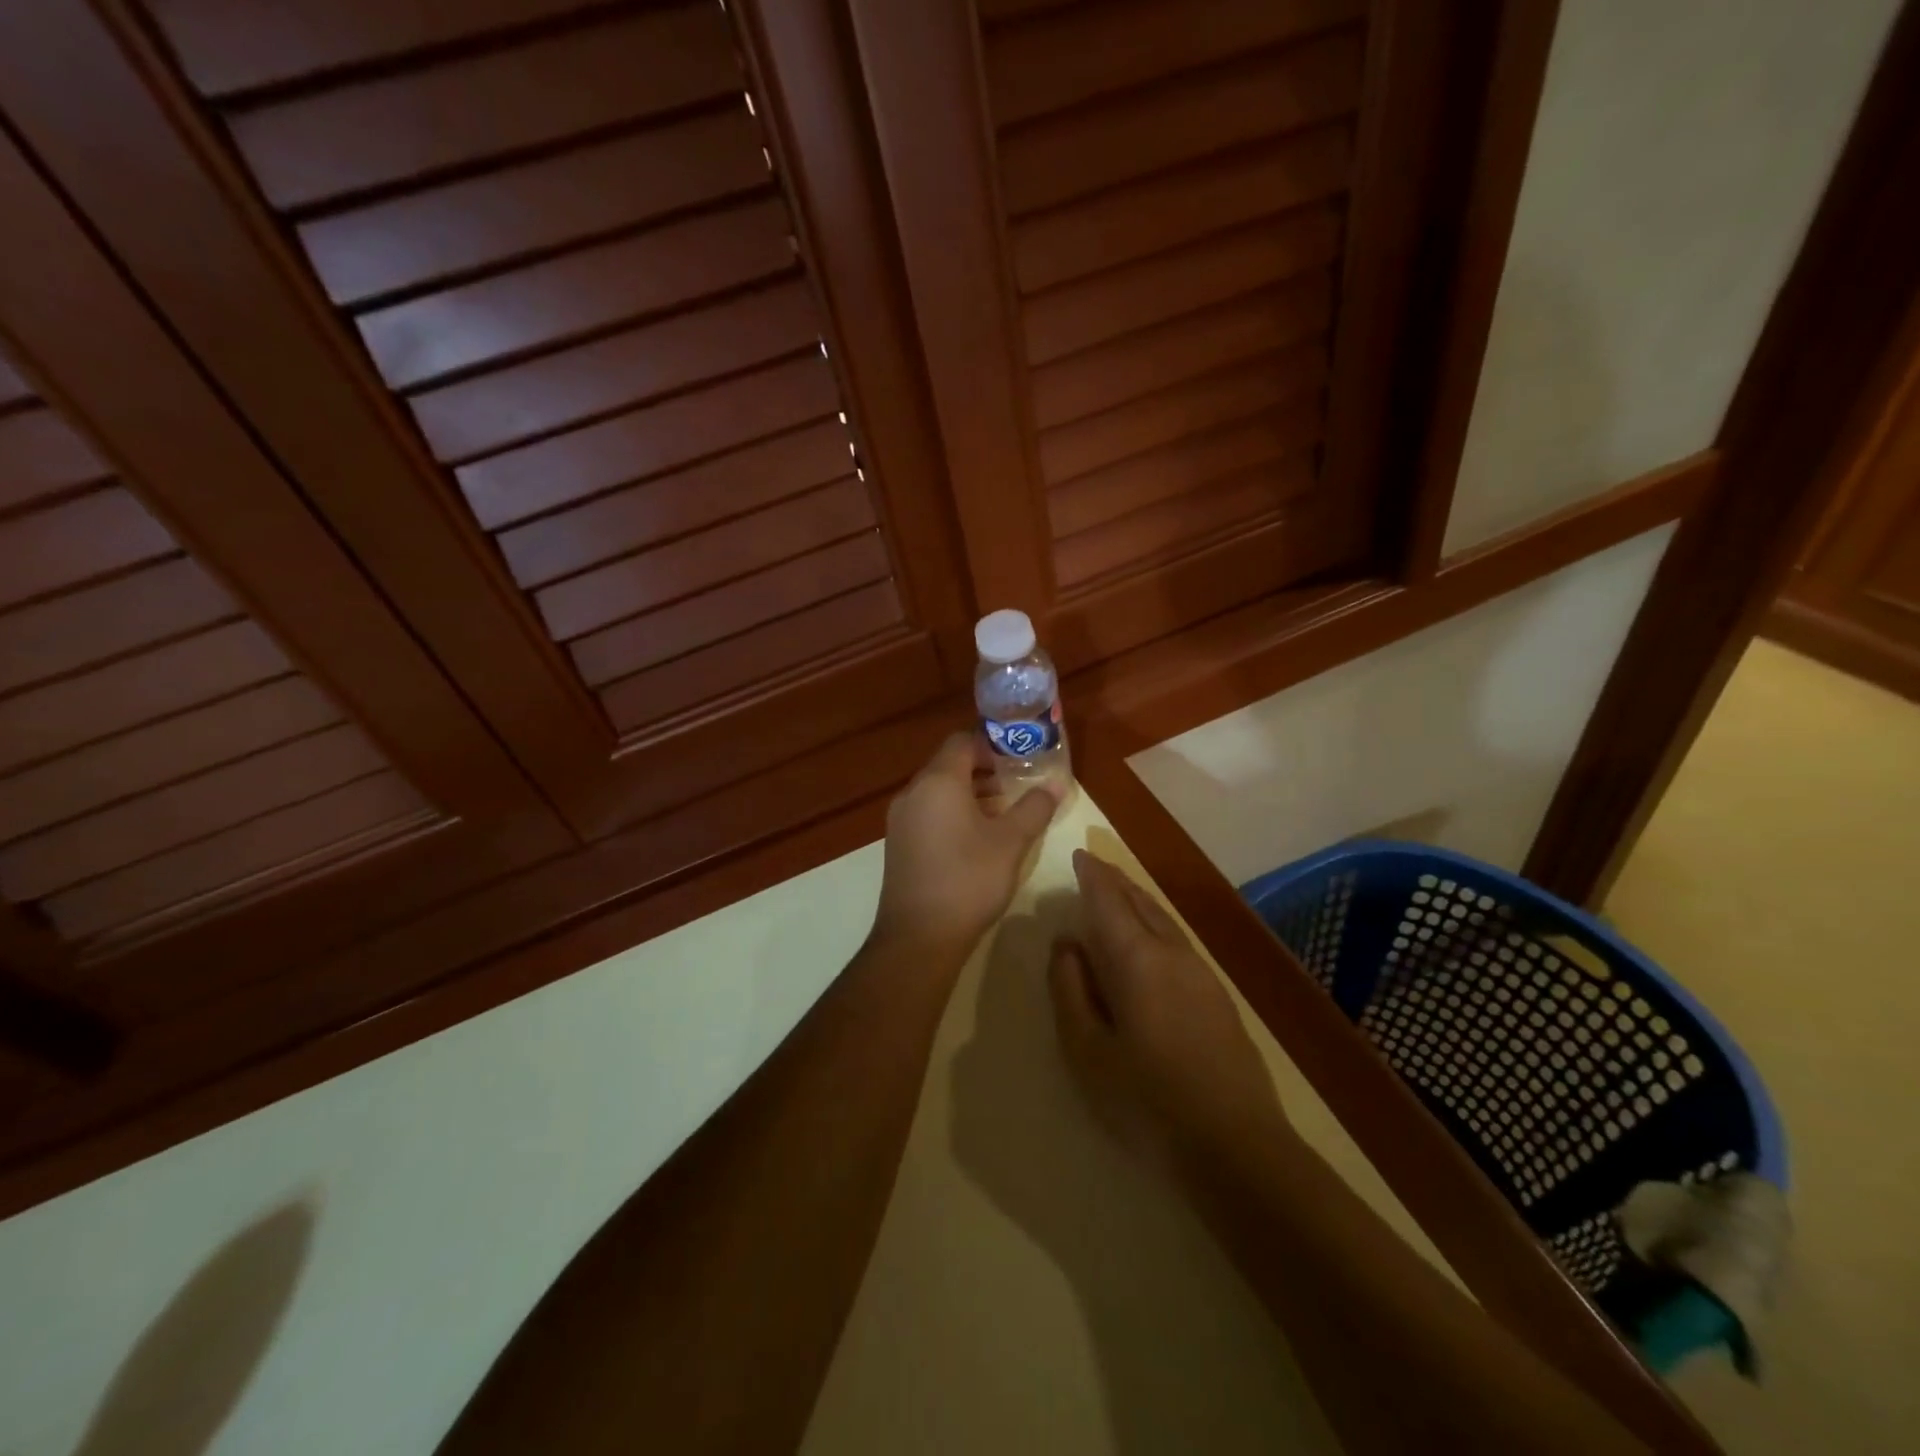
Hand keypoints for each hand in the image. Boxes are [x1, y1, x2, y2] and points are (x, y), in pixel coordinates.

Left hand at [870, 732, 1061, 959]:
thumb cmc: (968, 880)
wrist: (918, 937)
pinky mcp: (898, 844)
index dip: (991, 744)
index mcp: (937, 782)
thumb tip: (1055, 785)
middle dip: (984, 770)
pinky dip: (952, 813)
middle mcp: (913, 792)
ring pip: (938, 791)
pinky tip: (977, 838)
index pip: (962, 741)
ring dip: (970, 793)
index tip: (1019, 759)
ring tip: (1003, 812)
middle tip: (1017, 784)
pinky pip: (928, 813)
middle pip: (948, 765)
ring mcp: (900, 820)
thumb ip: (1034, 808)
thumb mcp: (1011, 842)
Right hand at [1048, 850, 1290, 1177]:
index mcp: (1136, 959)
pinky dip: (1155, 924)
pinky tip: (1151, 940)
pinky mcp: (1219, 996)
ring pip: (1163, 920)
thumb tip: (1066, 943)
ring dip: (1138, 901)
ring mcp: (1202, 973)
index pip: (1108, 901)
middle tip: (1095, 867)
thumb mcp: (1086, 1050)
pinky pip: (1178, 940)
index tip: (1079, 856)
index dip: (1092, 876)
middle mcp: (1172, 953)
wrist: (1236, 1147)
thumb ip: (1070, 989)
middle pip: (1140, 902)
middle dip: (1116, 881)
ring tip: (1120, 893)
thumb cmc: (1146, 1100)